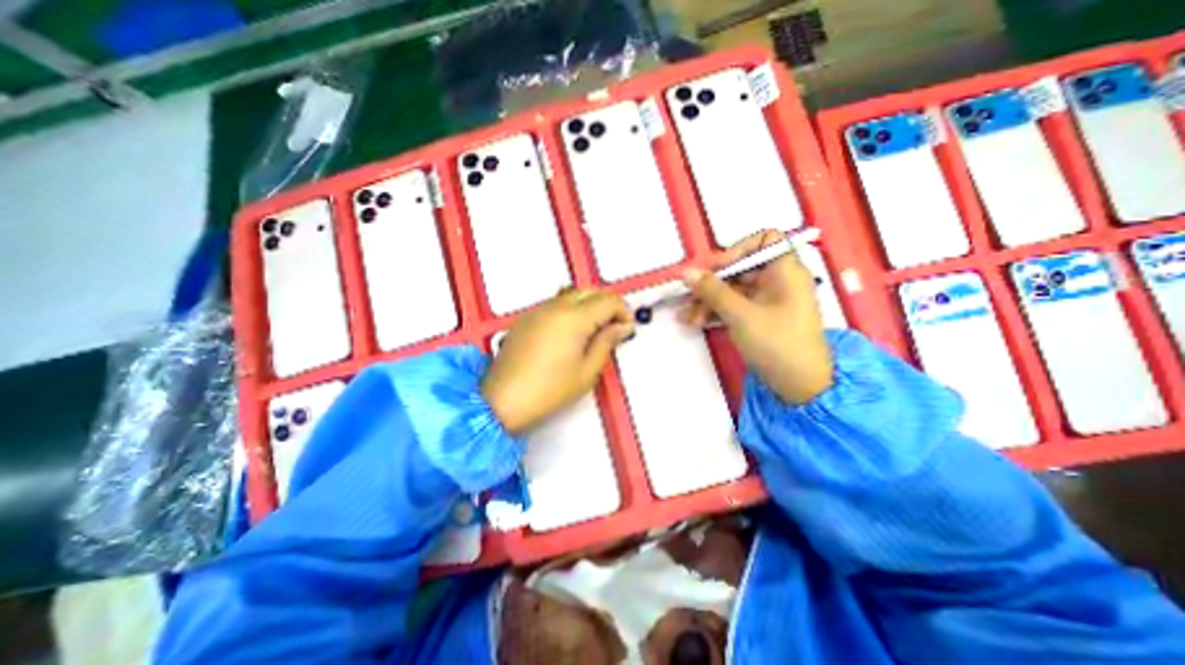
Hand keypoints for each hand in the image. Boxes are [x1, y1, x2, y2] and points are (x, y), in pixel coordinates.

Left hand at [482, 289, 632, 434]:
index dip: (623, 311)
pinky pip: (555, 303)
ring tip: (594, 330)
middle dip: (607, 304)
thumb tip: (622, 327)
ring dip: (588, 304)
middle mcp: (555, 307)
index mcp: (574, 319)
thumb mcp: (587, 371)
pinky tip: (571, 332)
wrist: (503, 401)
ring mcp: (538, 310)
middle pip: (590, 291)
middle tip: (614, 326)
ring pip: (571, 294)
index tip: (627, 328)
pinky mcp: (526, 318)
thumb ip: (607, 343)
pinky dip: (570, 309)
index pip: (608, 300)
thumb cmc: (548, 391)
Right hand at [676, 232, 832, 402]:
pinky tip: (694, 322)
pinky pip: (734, 306)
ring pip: (733, 290)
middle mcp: (778, 281)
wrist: (799, 387)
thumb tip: (687, 272)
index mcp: (785, 271)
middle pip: (740, 269)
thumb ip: (712, 291)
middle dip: (711, 284)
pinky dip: (716, 312)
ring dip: (708, 301)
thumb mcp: (741, 314)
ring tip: (686, 317)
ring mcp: (768, 301)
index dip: (738, 249)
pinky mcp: (759, 318)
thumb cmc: (776, 343)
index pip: (764, 241)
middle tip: (688, 297)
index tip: (716, 268)